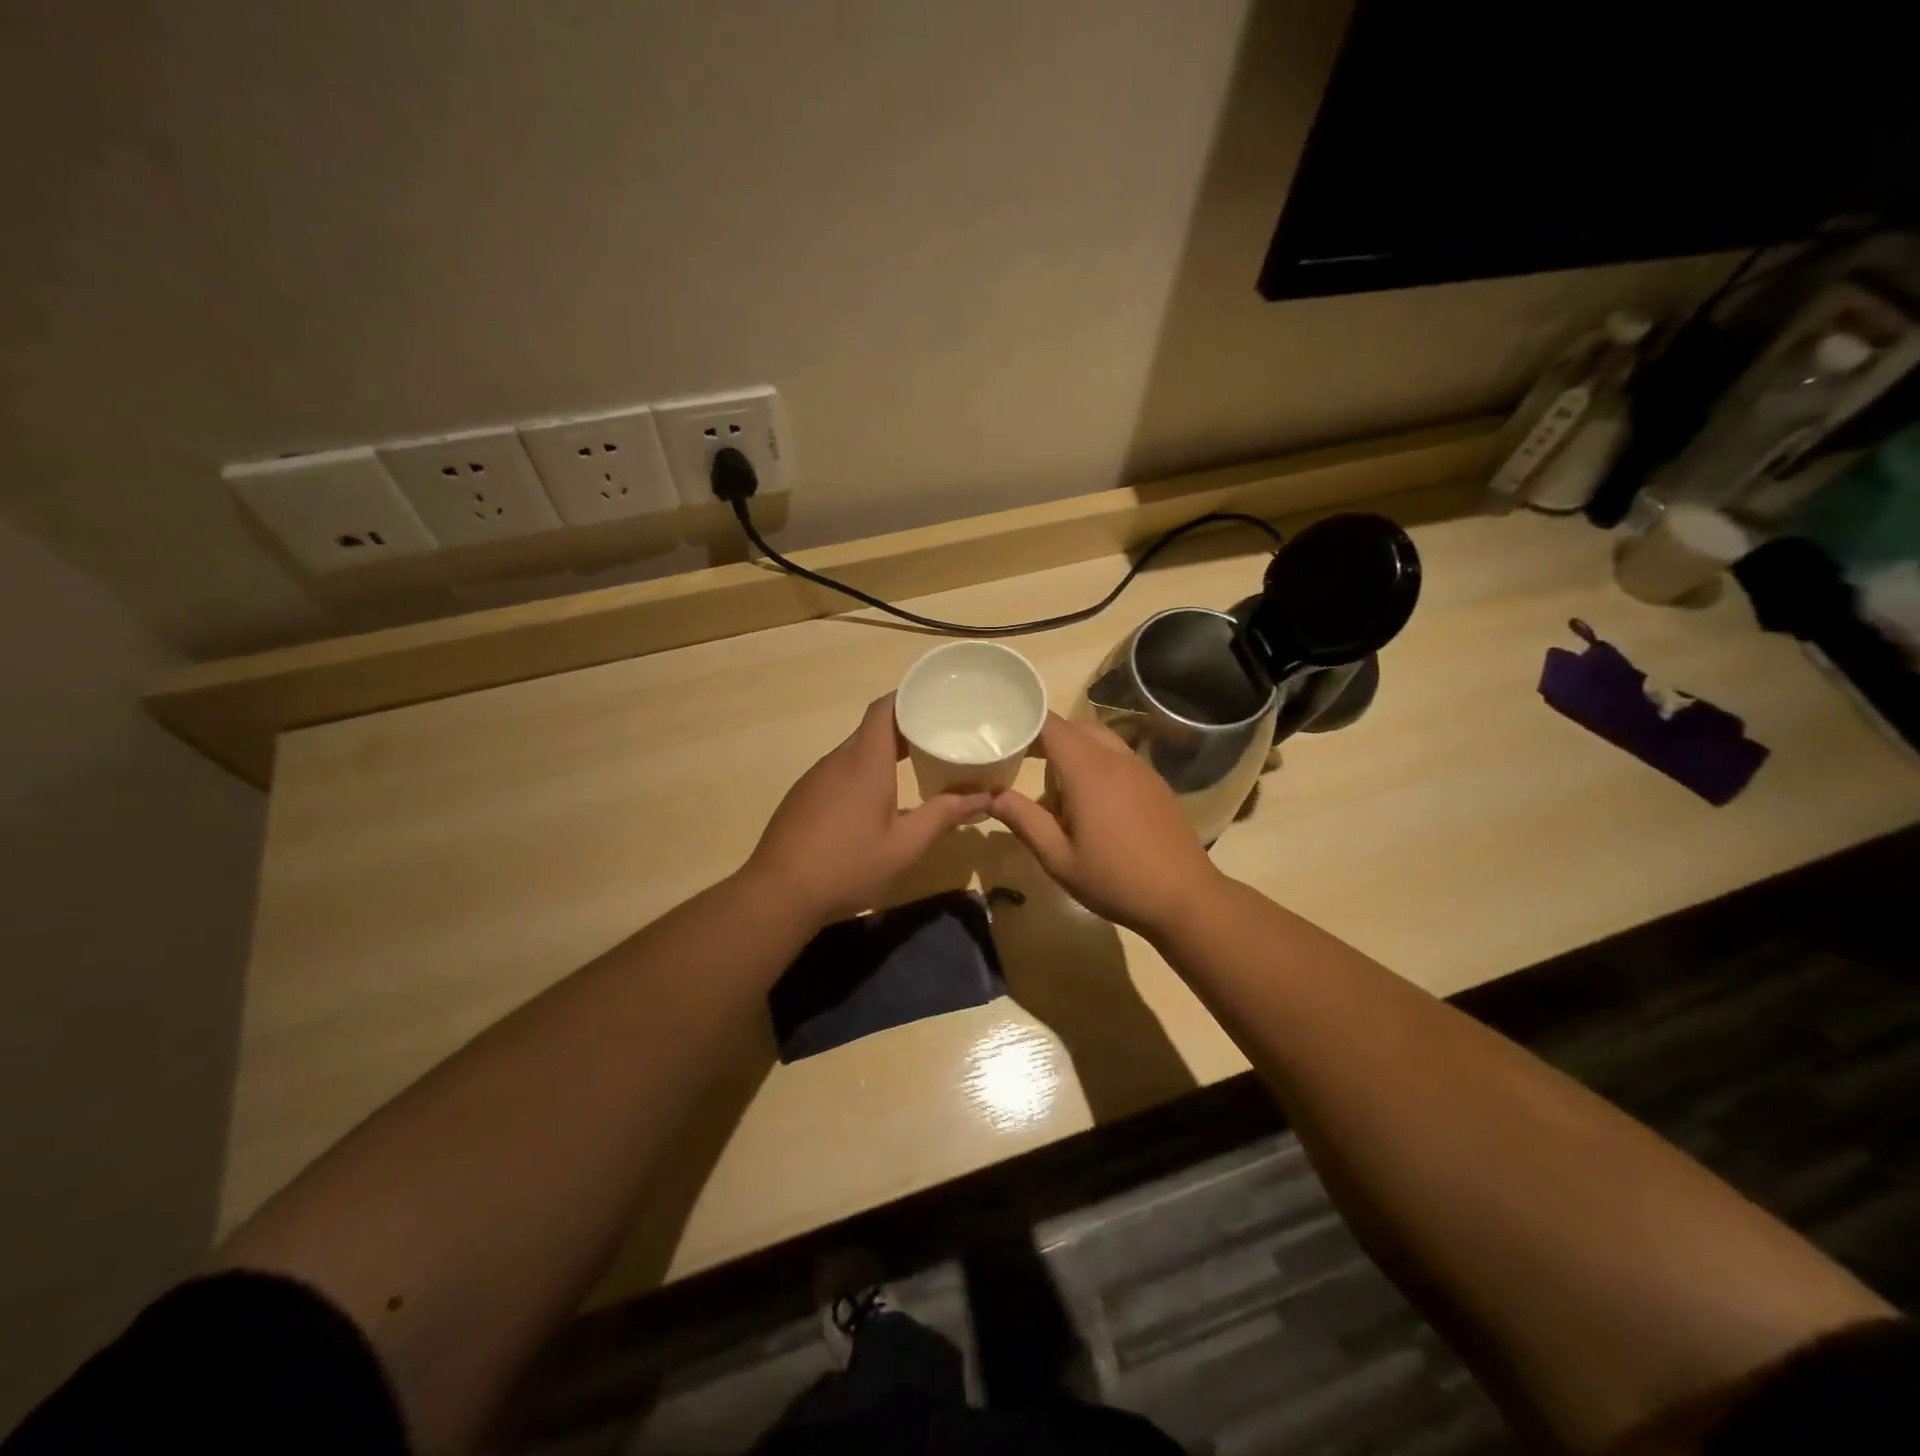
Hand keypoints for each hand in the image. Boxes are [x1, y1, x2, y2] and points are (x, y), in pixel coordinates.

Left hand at [743, 695, 988, 926]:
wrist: (778, 894)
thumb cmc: (848, 865)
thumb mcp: (905, 846)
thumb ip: (944, 815)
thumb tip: (984, 795)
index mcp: (865, 761)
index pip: (884, 708)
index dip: (909, 697)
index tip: (936, 700)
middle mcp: (838, 760)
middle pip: (872, 728)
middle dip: (905, 727)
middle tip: (939, 735)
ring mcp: (815, 778)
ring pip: (854, 751)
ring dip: (883, 752)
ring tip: (915, 764)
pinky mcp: (803, 797)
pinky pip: (838, 771)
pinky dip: (862, 771)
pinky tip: (875, 800)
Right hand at [988, 713, 1222, 937]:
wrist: (1185, 898)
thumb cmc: (1115, 880)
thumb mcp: (1058, 858)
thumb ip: (1023, 820)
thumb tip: (990, 796)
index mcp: (1088, 771)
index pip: (1051, 725)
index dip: (1025, 722)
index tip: (1002, 734)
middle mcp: (1115, 758)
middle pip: (1075, 727)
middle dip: (1046, 738)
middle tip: (1021, 762)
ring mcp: (1140, 768)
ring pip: (1099, 740)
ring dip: (1073, 751)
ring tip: (1055, 789)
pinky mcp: (1155, 783)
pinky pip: (1118, 757)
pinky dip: (1096, 763)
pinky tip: (1091, 803)